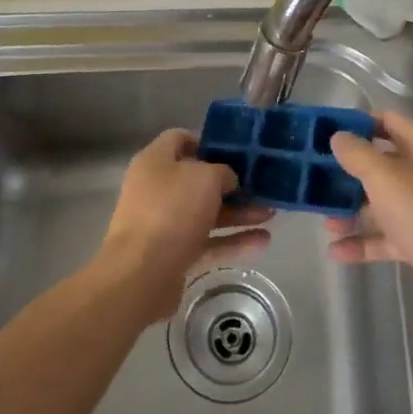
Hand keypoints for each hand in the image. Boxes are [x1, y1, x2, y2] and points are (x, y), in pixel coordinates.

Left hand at [96, 129, 272, 319]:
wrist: (141, 274)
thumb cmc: (171, 211)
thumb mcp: (205, 178)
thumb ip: (223, 172)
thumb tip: (228, 181)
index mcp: (155, 162)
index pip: (180, 139)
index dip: (208, 142)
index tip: (237, 151)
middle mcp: (157, 189)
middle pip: (198, 180)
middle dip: (232, 184)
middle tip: (261, 186)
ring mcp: (164, 224)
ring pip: (207, 213)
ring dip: (238, 213)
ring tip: (271, 214)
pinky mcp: (174, 254)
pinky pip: (208, 242)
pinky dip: (233, 241)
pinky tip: (263, 242)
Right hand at [327, 112, 412, 329]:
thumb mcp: (385, 178)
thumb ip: (358, 154)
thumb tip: (339, 136)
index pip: (389, 122)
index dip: (358, 124)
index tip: (326, 132)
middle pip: (384, 164)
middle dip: (350, 173)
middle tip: (318, 177)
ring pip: (384, 202)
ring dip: (354, 210)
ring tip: (325, 221)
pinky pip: (389, 235)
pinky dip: (365, 241)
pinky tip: (336, 251)